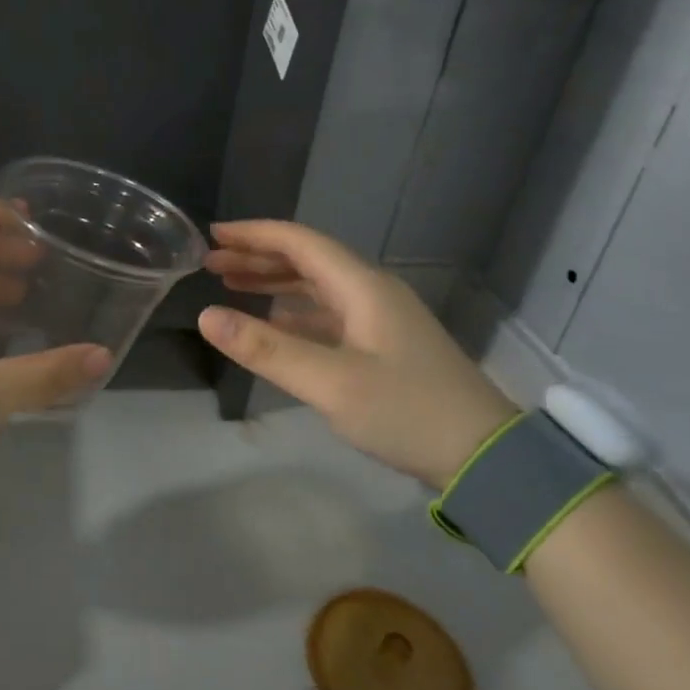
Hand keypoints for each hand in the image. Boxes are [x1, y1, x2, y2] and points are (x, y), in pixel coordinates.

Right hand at [199, 220, 516, 486]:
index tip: (212, 235)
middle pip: (307, 260)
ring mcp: (380, 319)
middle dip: (258, 257)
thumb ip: (267, 349)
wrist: (483, 455)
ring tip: (231, 284)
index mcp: (362, 287)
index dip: (254, 235)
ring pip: (317, 287)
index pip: (300, 242)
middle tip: (211, 262)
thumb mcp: (330, 383)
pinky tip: (273, 324)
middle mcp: (371, 292)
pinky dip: (294, 313)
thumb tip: (207, 316)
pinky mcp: (383, 346)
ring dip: (274, 283)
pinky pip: (328, 315)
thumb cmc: (405, 412)